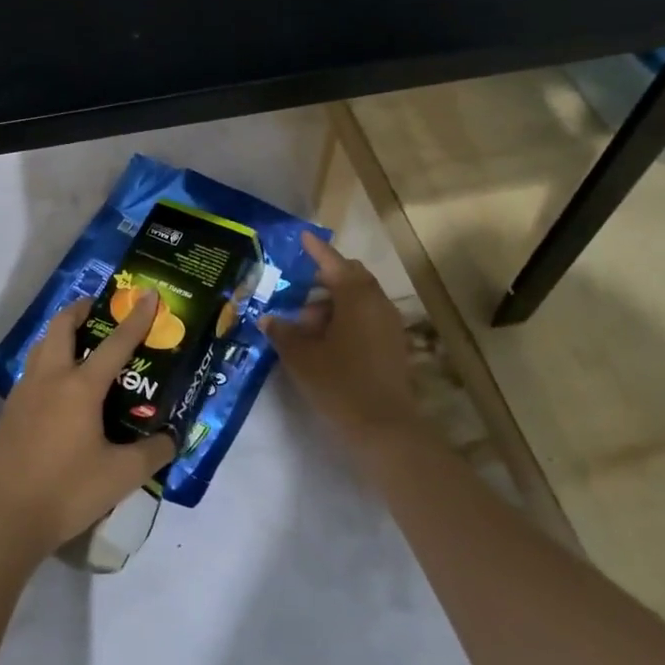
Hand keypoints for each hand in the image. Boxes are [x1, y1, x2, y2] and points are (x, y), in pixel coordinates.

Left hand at [0, 292, 177, 558]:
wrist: (6, 518)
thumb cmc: (68, 491)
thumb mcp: (122, 476)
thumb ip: (153, 453)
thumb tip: (171, 439)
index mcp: (80, 387)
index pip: (115, 344)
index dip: (136, 318)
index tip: (149, 294)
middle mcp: (50, 378)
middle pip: (61, 327)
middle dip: (81, 310)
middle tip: (99, 310)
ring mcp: (24, 392)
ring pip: (41, 346)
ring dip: (60, 334)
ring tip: (80, 343)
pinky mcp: (10, 411)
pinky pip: (32, 371)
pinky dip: (48, 361)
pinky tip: (58, 387)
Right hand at [265, 231, 417, 443]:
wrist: (384, 427)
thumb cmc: (339, 383)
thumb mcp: (301, 357)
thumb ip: (282, 332)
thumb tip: (269, 319)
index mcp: (355, 296)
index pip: (333, 262)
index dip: (316, 250)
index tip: (303, 238)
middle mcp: (377, 302)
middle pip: (350, 278)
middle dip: (324, 280)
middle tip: (298, 293)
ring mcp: (390, 324)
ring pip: (359, 300)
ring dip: (333, 304)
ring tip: (306, 327)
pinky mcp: (394, 345)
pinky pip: (367, 319)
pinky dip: (347, 320)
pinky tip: (327, 343)